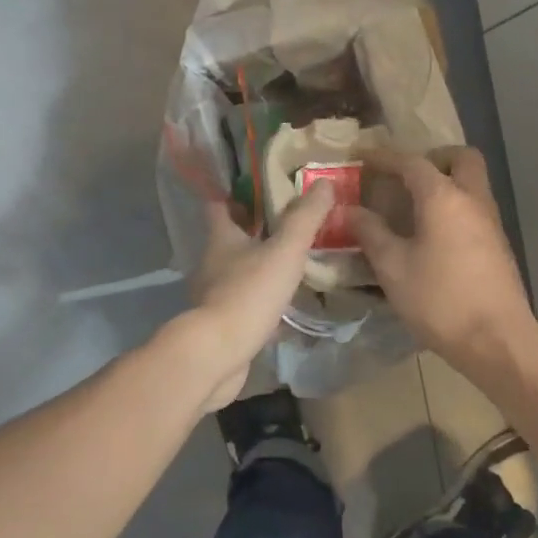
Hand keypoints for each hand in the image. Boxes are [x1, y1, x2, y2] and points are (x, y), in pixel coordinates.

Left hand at [184, 182, 335, 409]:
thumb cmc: (248, 293)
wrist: (217, 354)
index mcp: (221, 238)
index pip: (221, 205)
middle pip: (232, 239)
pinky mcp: (221, 324)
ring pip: (239, 272)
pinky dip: (262, 301)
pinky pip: (245, 304)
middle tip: (291, 226)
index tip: (262, 190)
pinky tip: (286, 307)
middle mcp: (212, 262)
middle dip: (258, 232)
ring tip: (294, 265)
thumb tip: (325, 182)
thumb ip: (305, 218)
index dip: (238, 195)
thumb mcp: (285, 250)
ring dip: (261, 267)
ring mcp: (214, 295)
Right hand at [350, 148, 532, 364]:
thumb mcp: (393, 267)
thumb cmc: (440, 299)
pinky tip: (433, 236)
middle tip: (406, 177)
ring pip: (472, 183)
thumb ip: (371, 233)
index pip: (411, 162)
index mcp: (443, 197)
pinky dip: (454, 208)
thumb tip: (351, 210)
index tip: (361, 157)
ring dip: (446, 184)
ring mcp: (490, 222)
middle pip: (460, 158)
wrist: (497, 340)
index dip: (384, 157)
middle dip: (433, 159)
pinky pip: (474, 208)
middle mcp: (472, 199)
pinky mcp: (498, 245)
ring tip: (413, 207)